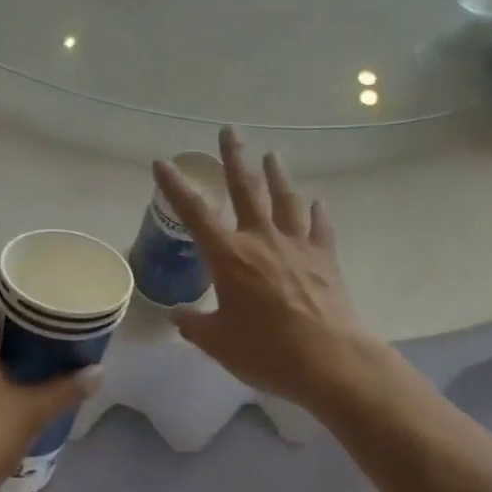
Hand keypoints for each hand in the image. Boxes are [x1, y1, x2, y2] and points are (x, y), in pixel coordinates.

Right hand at [154, 128, 390, 412]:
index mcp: (229, 256)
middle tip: (230, 130)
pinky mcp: (325, 258)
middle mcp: (261, 240)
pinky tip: (319, 202)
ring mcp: (297, 245)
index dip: (175, 186)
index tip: (162, 161)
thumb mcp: (218, 343)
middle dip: (235, 158)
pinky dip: (318, 213)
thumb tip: (177, 316)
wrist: (329, 360)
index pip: (195, 213)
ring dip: (277, 175)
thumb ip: (195, 325)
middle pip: (246, 189)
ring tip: (273, 155)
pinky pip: (320, 227)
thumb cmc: (266, 351)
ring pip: (285, 200)